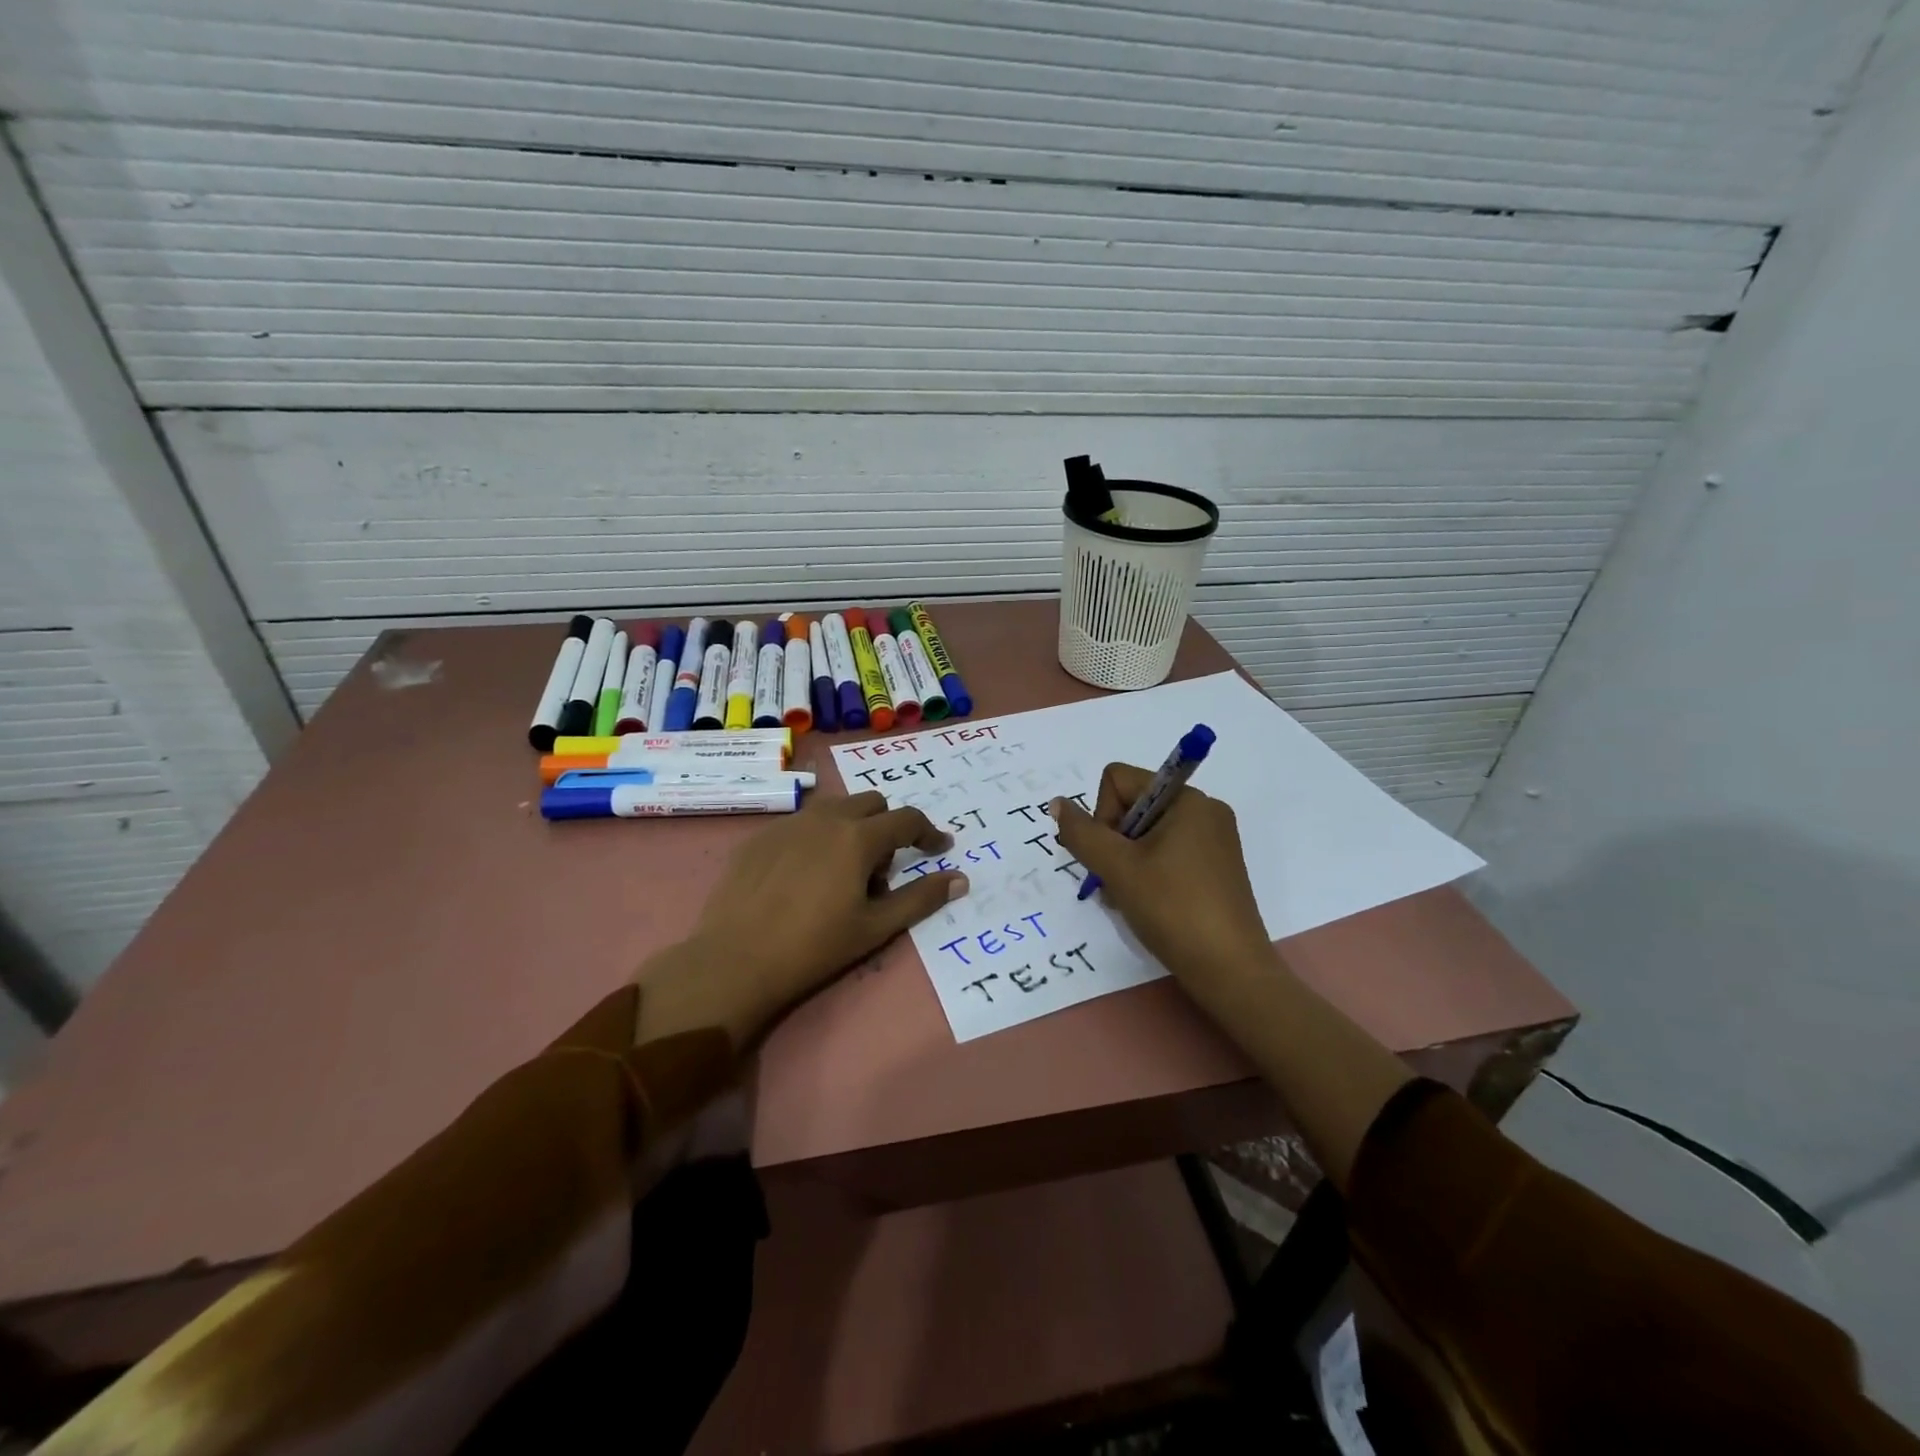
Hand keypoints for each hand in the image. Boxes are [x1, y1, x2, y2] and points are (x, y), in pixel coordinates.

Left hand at [638, 793, 967, 1047]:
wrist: (736, 960)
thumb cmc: (815, 947)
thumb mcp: (876, 927)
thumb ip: (921, 898)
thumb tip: (960, 879)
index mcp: (859, 837)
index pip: (907, 819)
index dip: (929, 833)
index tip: (938, 849)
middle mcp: (826, 818)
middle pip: (872, 803)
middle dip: (887, 826)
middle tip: (880, 870)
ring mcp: (789, 823)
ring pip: (834, 808)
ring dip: (851, 827)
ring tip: (841, 871)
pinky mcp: (760, 836)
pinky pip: (801, 823)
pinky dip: (816, 837)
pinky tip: (802, 876)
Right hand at [1049, 764, 1270, 986]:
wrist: (1229, 971)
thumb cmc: (1172, 908)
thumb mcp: (1117, 868)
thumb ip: (1081, 832)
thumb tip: (1058, 803)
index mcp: (1188, 799)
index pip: (1119, 781)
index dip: (1102, 815)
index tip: (1112, 855)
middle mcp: (1204, 810)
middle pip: (1133, 806)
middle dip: (1114, 843)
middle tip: (1117, 882)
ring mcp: (1213, 841)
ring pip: (1146, 834)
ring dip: (1126, 863)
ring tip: (1131, 898)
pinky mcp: (1215, 868)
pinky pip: (1167, 853)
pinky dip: (1147, 873)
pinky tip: (1147, 903)